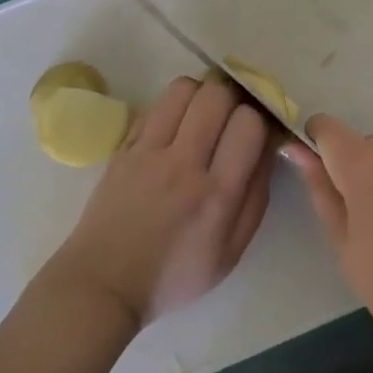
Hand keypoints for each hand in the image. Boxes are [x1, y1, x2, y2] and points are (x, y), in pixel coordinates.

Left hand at [50, 76, 274, 327]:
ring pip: (184, 88)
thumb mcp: (232, 252)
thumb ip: (257, 197)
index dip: (259, 120)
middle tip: (231, 117)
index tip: (255, 133)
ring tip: (202, 116)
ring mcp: (148, 151)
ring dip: (201, 95)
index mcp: (217, 194)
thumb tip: (269, 149)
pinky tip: (173, 129)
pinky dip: (172, 107)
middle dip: (233, 98)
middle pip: (217, 94)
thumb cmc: (175, 275)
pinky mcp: (123, 147)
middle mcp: (184, 164)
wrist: (103, 284)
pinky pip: (155, 105)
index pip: (248, 123)